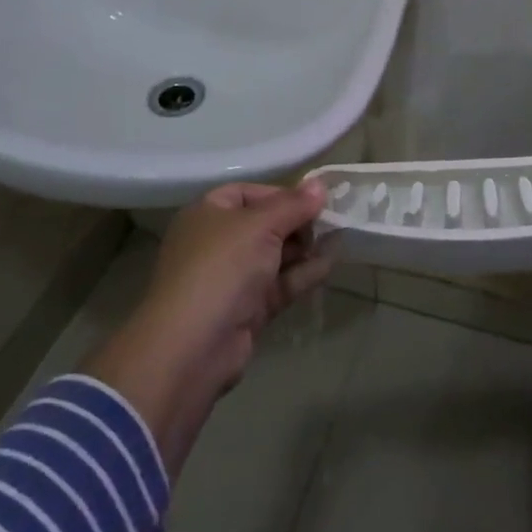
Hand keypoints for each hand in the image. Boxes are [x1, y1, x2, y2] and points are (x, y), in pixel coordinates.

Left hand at [87, 181, 331, 476]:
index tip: (314, 200)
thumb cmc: (222, 268)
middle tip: (330, 221)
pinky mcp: (247, 309)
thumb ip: (293, 205)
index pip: (248, 193)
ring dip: (305, 248)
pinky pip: (279, 284)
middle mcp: (216, 243)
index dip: (281, 194)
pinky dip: (303, 273)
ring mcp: (231, 279)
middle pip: (264, 224)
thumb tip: (320, 185)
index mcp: (208, 214)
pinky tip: (331, 263)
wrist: (192, 347)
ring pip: (275, 256)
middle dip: (297, 222)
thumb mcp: (260, 226)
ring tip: (339, 238)